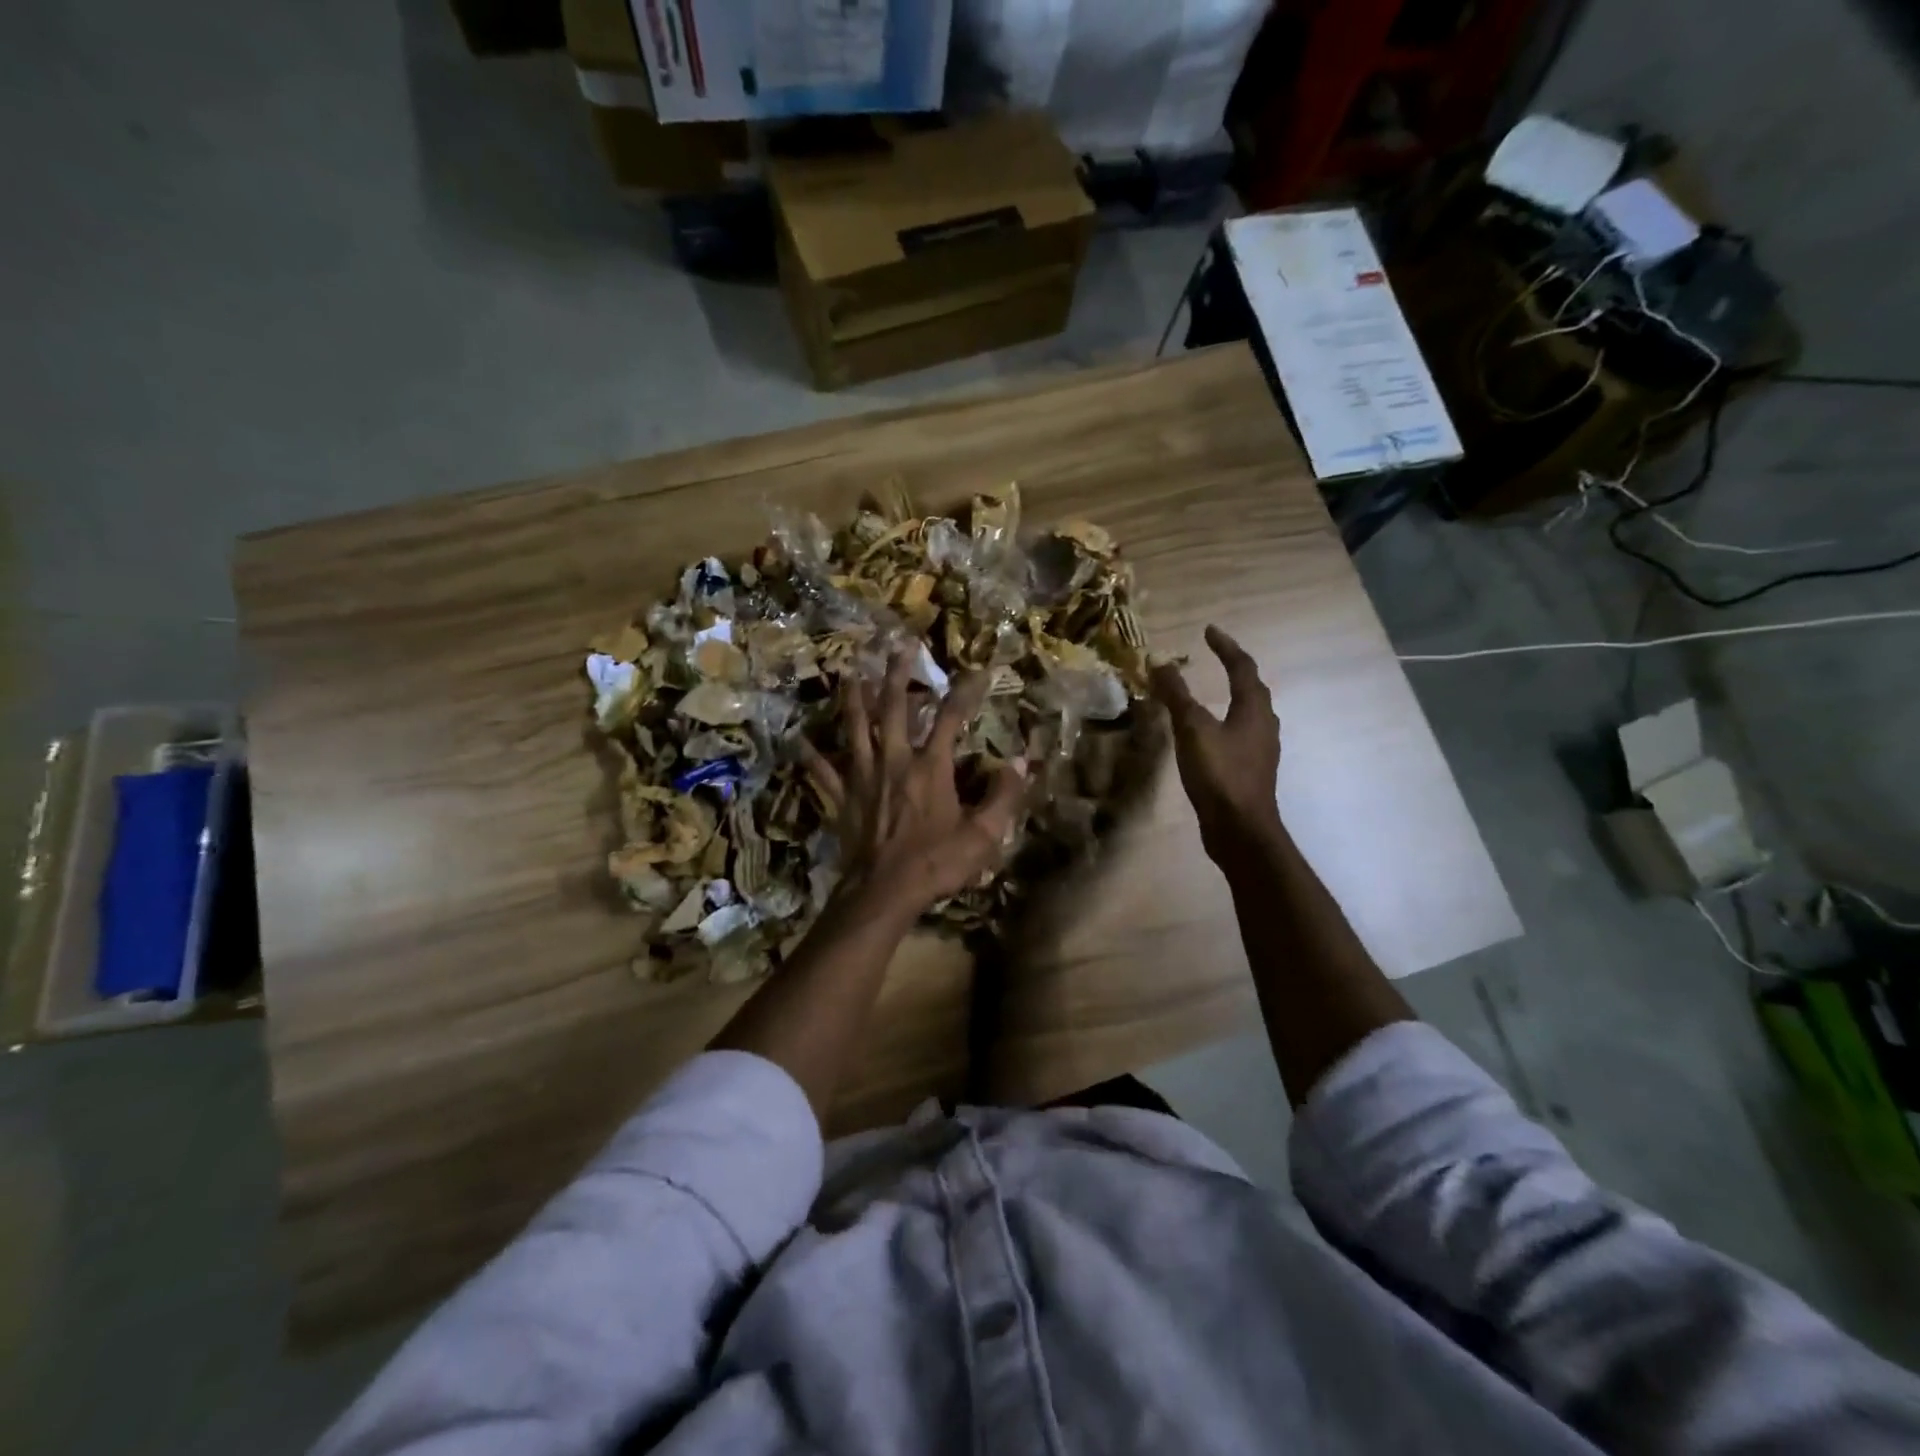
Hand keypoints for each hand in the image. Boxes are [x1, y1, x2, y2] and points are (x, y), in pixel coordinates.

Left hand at [804, 645, 1026, 921]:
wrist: (884, 892)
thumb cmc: (935, 864)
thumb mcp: (983, 835)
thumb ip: (1004, 796)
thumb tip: (1021, 761)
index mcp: (930, 767)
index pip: (951, 718)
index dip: (965, 692)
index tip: (978, 671)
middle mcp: (894, 761)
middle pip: (895, 709)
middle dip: (898, 675)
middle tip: (897, 647)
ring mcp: (863, 777)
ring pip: (856, 729)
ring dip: (854, 699)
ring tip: (850, 673)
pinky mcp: (842, 798)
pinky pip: (824, 771)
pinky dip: (812, 755)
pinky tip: (800, 740)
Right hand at [1150, 625, 1282, 859]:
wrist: (1240, 830)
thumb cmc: (1219, 774)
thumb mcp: (1192, 729)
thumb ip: (1176, 694)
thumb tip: (1158, 660)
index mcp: (1254, 709)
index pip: (1242, 667)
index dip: (1225, 647)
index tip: (1208, 631)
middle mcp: (1264, 724)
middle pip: (1252, 688)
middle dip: (1234, 669)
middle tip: (1213, 657)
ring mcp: (1260, 749)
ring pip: (1249, 713)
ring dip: (1232, 696)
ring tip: (1212, 691)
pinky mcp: (1251, 770)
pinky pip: (1240, 734)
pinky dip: (1225, 722)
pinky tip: (1210, 733)